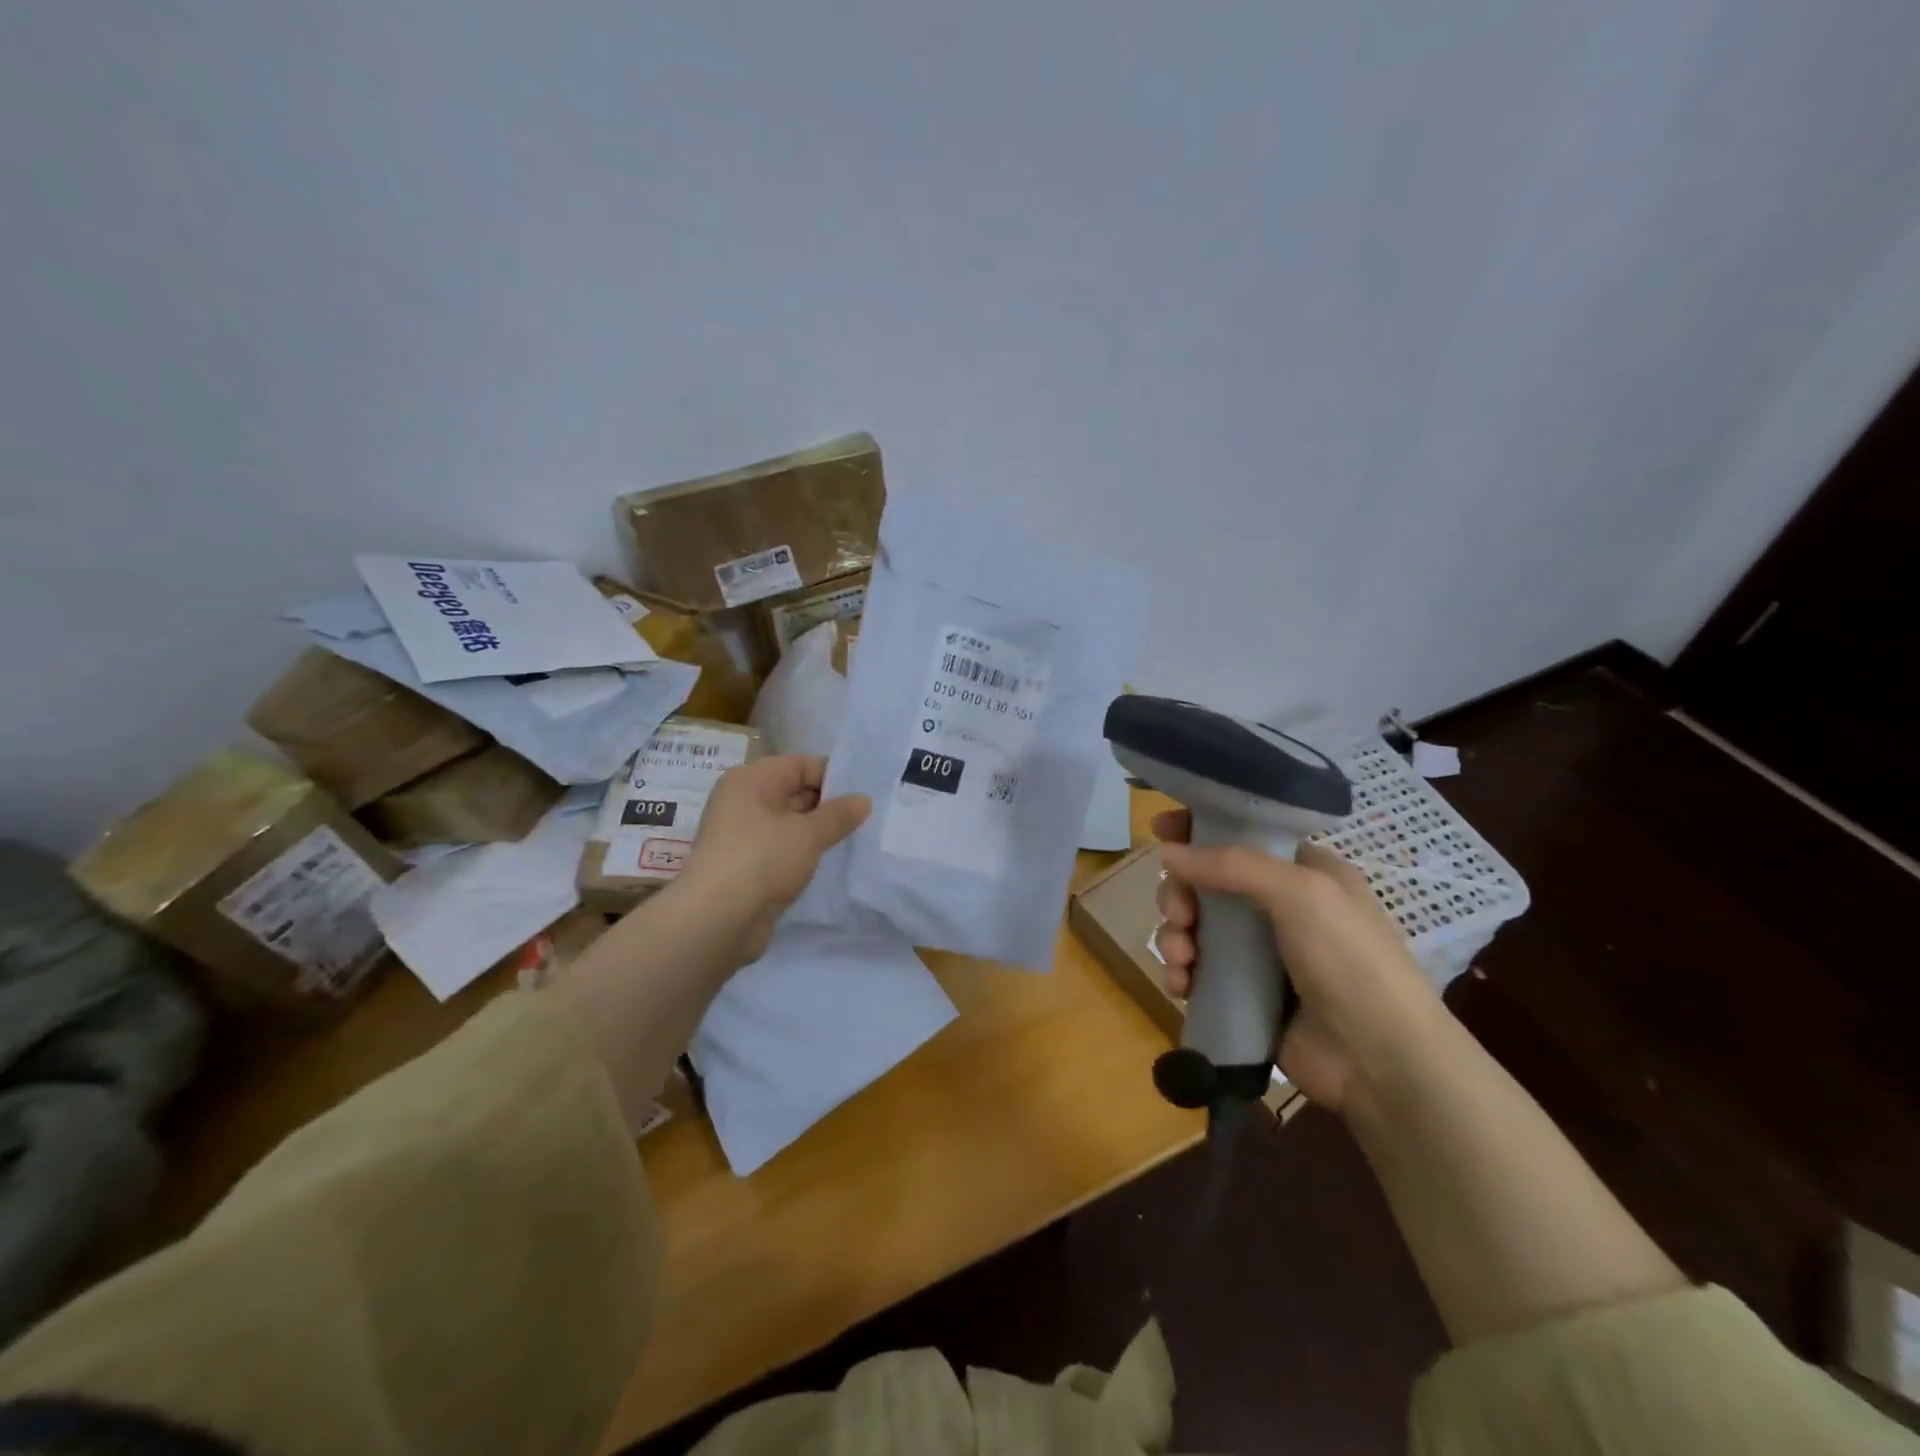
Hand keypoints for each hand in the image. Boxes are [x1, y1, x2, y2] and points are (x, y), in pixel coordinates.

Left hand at [677, 754, 869, 962]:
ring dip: (820, 832)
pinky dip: (806, 853)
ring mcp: (744, 836)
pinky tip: (833, 861)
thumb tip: (864, 800)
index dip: (834, 776)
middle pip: (795, 792)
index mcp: (751, 780)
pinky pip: (784, 850)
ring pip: (791, 824)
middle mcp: (743, 802)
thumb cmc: (761, 859)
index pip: (801, 765)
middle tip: (869, 817)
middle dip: (830, 805)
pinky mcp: (748, 867)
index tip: (866, 793)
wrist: (716, 920)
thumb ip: (838, 815)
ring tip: (859, 838)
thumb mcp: (808, 833)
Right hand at [1151, 810, 1446, 1117]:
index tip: (1160, 829)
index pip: (1241, 835)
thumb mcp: (1301, 893)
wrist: (1381, 1062)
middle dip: (1180, 894)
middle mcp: (1277, 907)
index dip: (1199, 829)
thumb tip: (1167, 853)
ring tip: (1182, 959)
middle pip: (1206, 882)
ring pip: (1194, 927)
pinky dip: (1181, 973)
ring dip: (1175, 936)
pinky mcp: (1242, 995)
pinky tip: (1181, 985)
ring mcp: (1259, 954)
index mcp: (1301, 873)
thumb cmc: (1350, 961)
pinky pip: (1197, 971)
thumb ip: (1232, 865)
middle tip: (1180, 914)